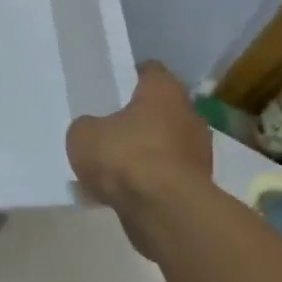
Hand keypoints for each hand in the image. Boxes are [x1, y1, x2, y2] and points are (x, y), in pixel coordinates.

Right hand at [67, 62, 213, 224]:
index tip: (112, 86)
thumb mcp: (83, 135)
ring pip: (165, 145)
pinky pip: (166, 176)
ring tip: (113, 168)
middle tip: (109, 128)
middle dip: (138, 119)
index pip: (151, 71)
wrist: (164, 210)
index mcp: (164, 91)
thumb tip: (94, 131)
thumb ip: (87, 127)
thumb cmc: (125, 157)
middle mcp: (189, 116)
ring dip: (145, 153)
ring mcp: (198, 153)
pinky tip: (123, 193)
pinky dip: (149, 182)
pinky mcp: (198, 186)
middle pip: (161, 110)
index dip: (130, 76)